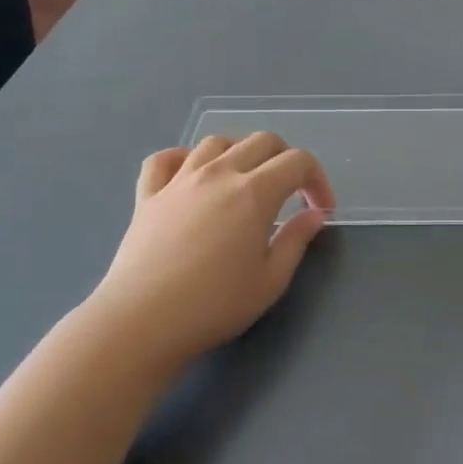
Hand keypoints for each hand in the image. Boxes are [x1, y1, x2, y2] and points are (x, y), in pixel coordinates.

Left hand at [86, 134, 335, 369]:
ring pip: (216, 143)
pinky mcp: (147, 195)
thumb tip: (313, 215)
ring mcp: (179, 180)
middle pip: (261, 141)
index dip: (318, 179)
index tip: (320, 209)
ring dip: (239, 153)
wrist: (142, 322)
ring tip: (244, 181)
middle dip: (286, 159)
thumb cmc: (214, 305)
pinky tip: (190, 177)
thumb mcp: (270, 280)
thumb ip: (296, 240)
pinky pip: (164, 159)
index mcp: (255, 192)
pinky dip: (183, 159)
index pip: (298, 161)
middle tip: (290, 192)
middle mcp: (219, 173)